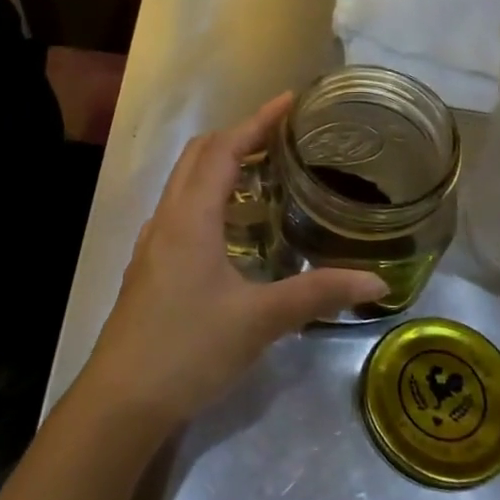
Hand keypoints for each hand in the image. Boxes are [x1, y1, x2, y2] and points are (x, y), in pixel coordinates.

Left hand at [78, 94, 387, 434]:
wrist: (122, 398)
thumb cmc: (189, 348)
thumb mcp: (259, 320)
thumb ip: (316, 294)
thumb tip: (376, 283)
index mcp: (191, 216)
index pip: (224, 149)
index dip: (257, 121)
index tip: (288, 101)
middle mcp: (167, 218)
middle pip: (199, 156)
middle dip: (237, 136)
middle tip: (281, 138)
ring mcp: (153, 242)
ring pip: (185, 183)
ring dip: (220, 167)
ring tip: (264, 176)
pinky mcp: (149, 266)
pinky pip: (180, 211)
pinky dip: (208, 198)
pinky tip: (233, 229)